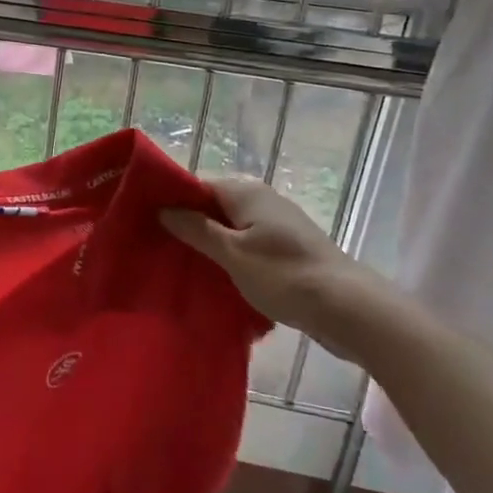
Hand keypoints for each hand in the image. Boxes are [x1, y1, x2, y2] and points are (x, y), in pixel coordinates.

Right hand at [161, 176, 419, 363]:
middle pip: (211, 204)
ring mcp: (274, 223)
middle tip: (154, 246)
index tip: (142, 218)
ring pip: (227, 226)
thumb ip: (196, 229)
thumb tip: (163, 208)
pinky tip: (213, 278)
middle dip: (185, 223)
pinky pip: (244, 243)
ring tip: (177, 264)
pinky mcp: (284, 248)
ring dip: (206, 243)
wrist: (350, 309)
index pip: (195, 183)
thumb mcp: (232, 254)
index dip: (169, 198)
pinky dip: (227, 256)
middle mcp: (259, 198)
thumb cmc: (285, 276)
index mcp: (244, 191)